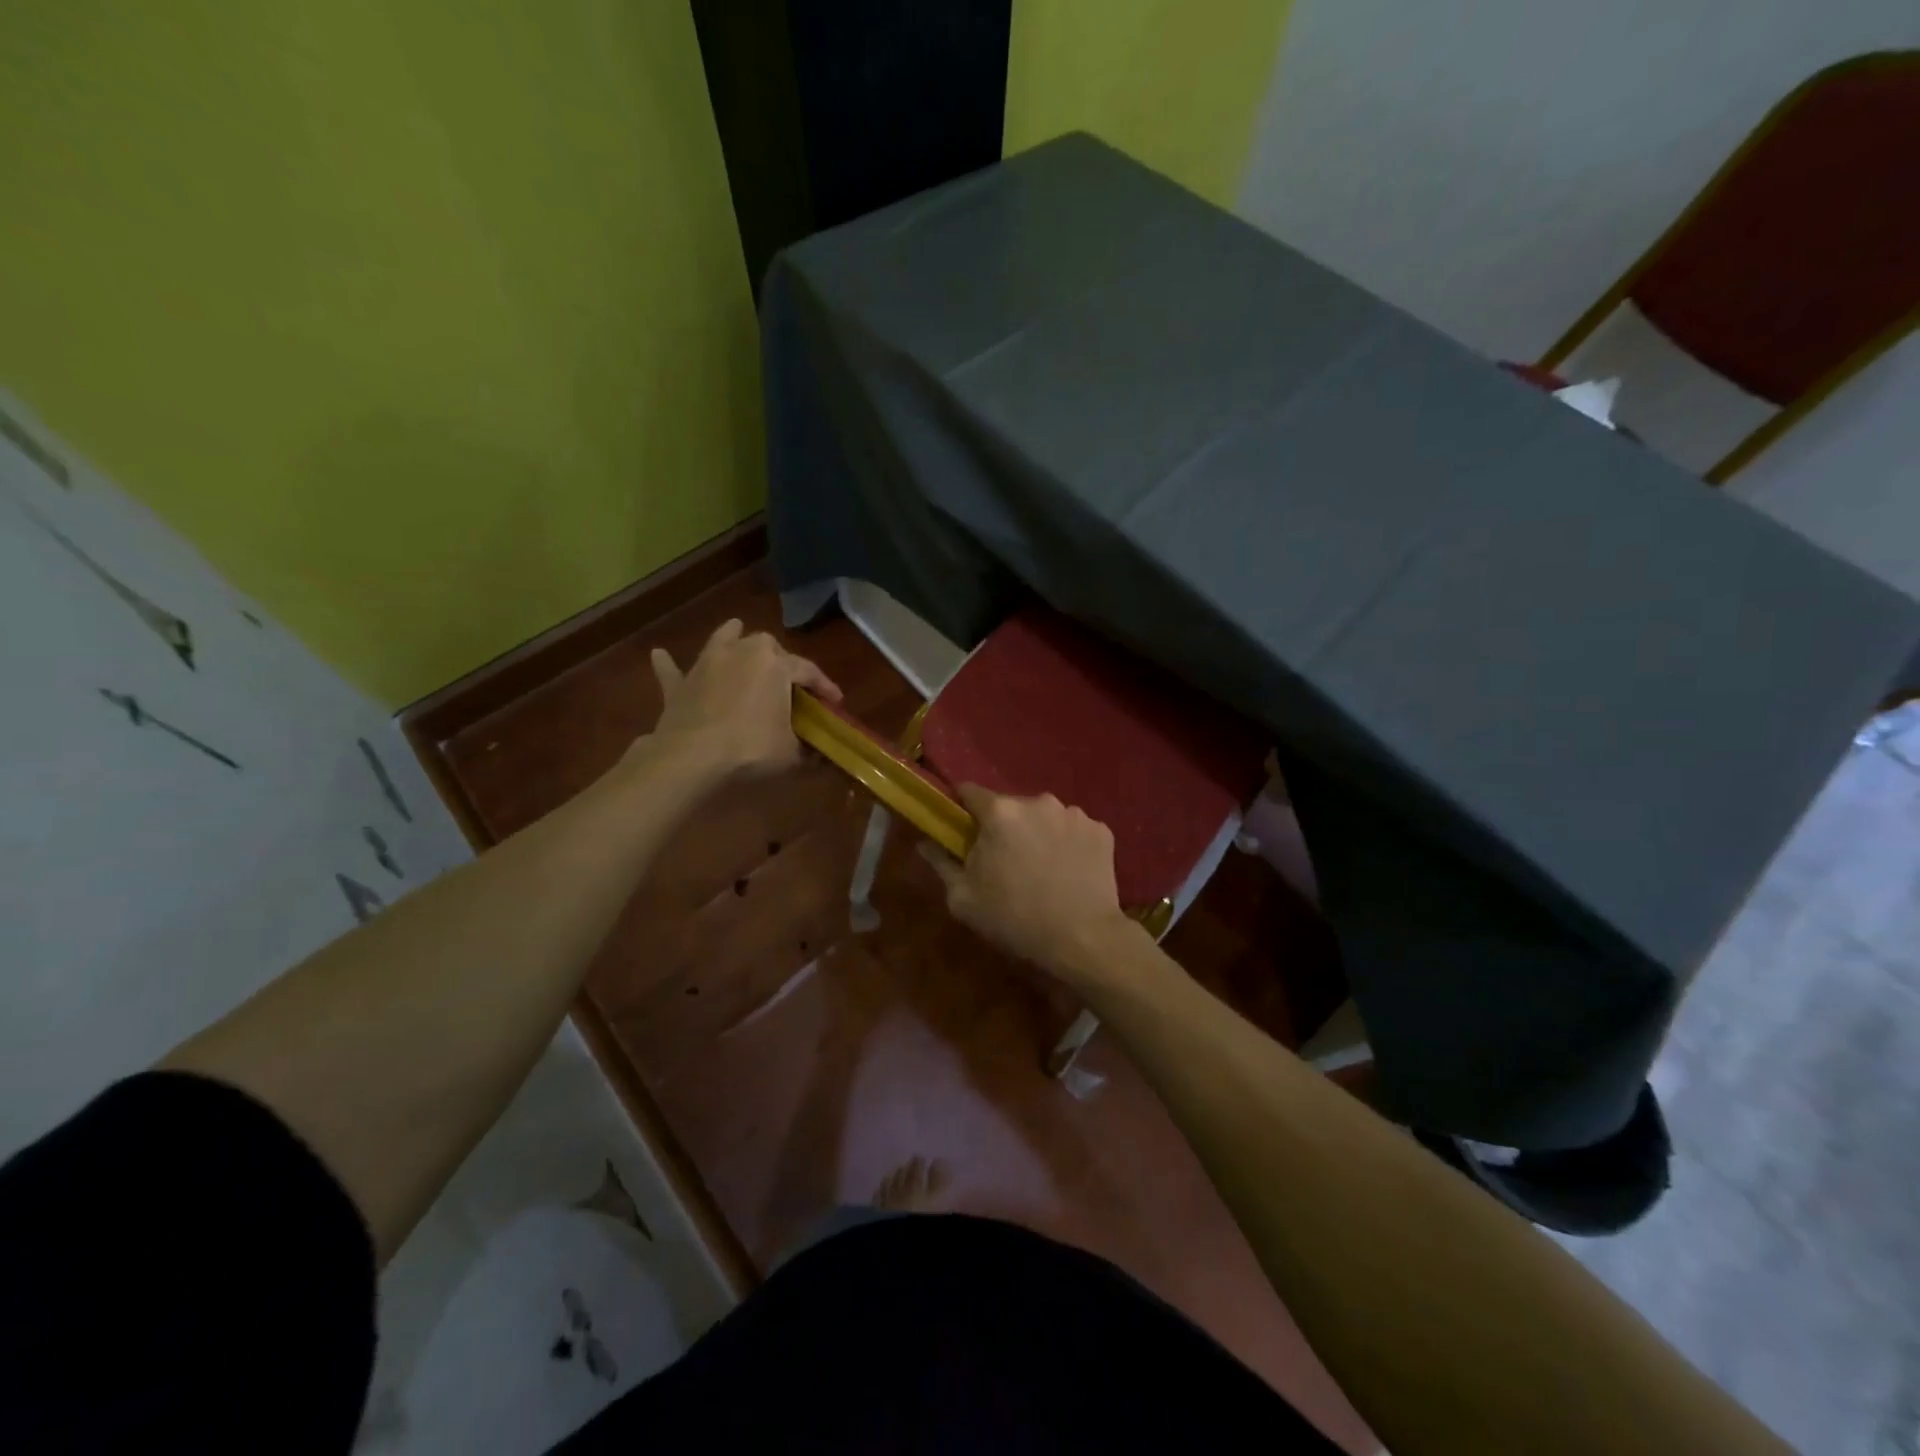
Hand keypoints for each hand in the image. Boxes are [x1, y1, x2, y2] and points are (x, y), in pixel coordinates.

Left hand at [645, 619, 840, 779]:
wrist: (692, 756)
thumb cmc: (751, 748)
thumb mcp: (791, 754)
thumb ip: (807, 749)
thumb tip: (819, 754)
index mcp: (775, 665)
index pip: (808, 671)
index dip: (825, 687)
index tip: (835, 702)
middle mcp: (742, 652)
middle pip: (766, 645)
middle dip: (779, 658)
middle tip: (788, 681)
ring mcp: (707, 664)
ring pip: (722, 639)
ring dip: (731, 637)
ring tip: (736, 633)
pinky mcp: (680, 684)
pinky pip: (673, 670)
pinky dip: (669, 665)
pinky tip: (659, 655)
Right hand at [922, 785, 1139, 977]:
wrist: (1083, 939)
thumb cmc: (1015, 919)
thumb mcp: (964, 899)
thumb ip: (941, 863)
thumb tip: (925, 842)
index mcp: (1000, 812)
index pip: (970, 792)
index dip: (963, 809)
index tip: (963, 829)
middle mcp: (1038, 801)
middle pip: (1011, 806)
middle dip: (1005, 827)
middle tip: (1005, 861)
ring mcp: (1074, 814)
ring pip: (1045, 817)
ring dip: (1039, 834)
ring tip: (1042, 869)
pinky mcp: (1101, 830)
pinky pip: (1074, 831)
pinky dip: (1068, 845)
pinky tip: (1069, 872)